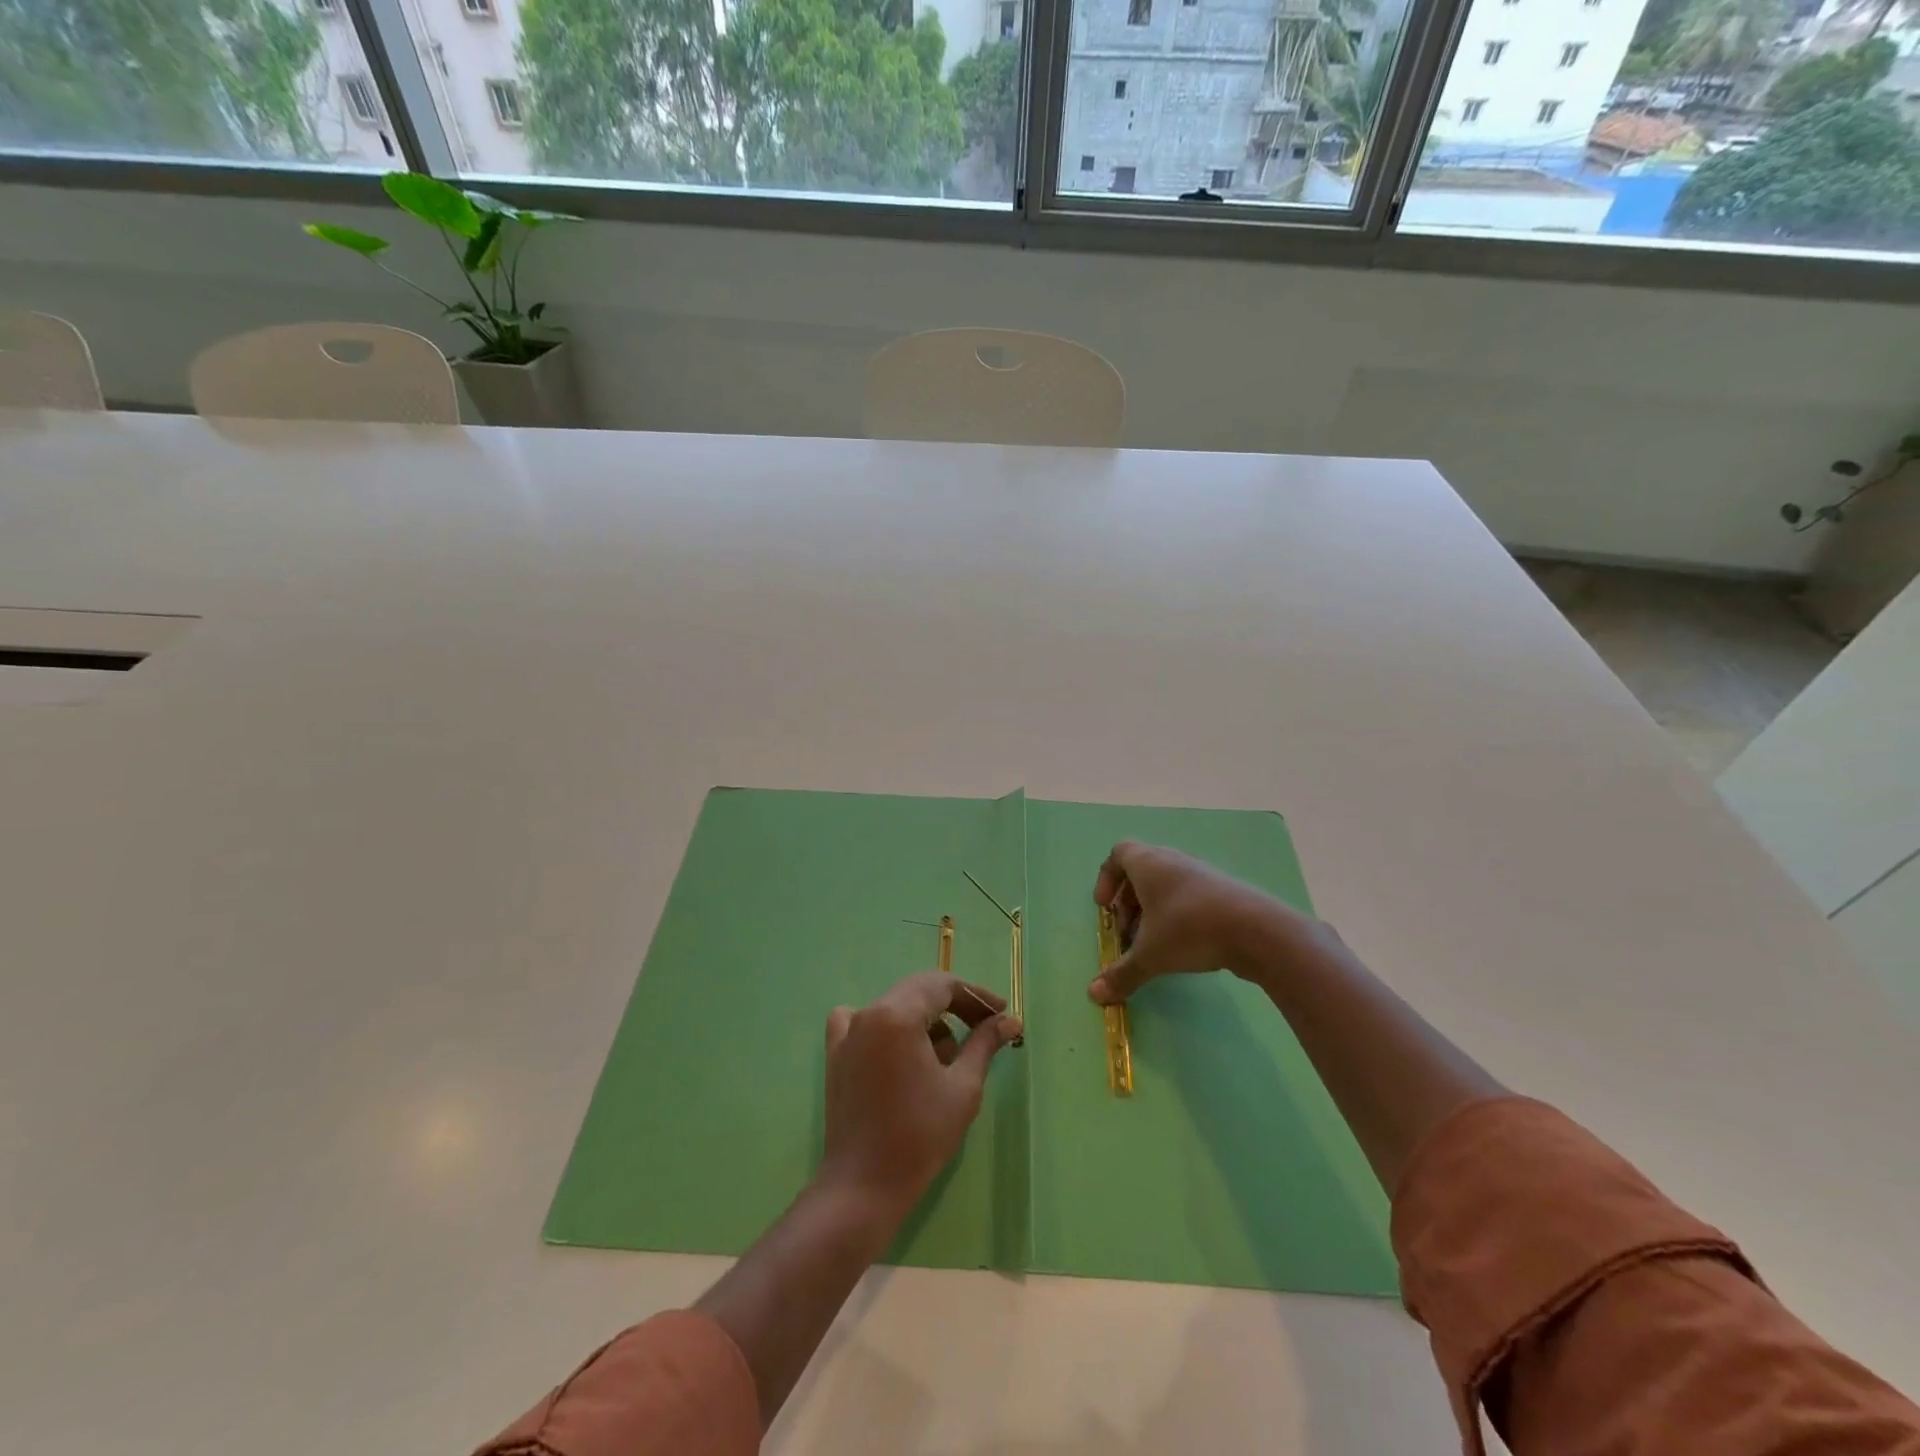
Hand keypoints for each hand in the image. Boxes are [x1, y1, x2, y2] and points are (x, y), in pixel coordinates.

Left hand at [819, 972, 1021, 1216]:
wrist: (864, 1185)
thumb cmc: (919, 1135)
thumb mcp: (962, 1087)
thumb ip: (984, 1044)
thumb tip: (1010, 1021)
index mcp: (897, 1014)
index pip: (942, 986)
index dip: (975, 995)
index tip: (1001, 1013)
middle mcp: (869, 1013)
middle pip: (918, 991)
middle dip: (954, 1006)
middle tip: (983, 1028)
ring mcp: (847, 1033)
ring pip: (895, 1006)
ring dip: (924, 1021)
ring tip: (945, 1058)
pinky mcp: (836, 1055)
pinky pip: (863, 1022)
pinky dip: (886, 1027)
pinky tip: (898, 1051)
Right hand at [1088, 840, 1306, 1004]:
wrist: (1257, 930)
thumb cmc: (1190, 930)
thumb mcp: (1150, 955)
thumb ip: (1121, 974)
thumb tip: (1094, 996)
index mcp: (1148, 863)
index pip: (1118, 854)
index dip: (1106, 879)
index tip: (1105, 908)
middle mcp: (1172, 860)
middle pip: (1140, 870)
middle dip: (1128, 902)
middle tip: (1127, 932)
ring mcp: (1200, 873)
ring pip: (1166, 884)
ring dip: (1152, 909)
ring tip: (1152, 943)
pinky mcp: (1223, 890)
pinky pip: (1188, 894)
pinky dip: (1176, 913)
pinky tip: (1183, 944)